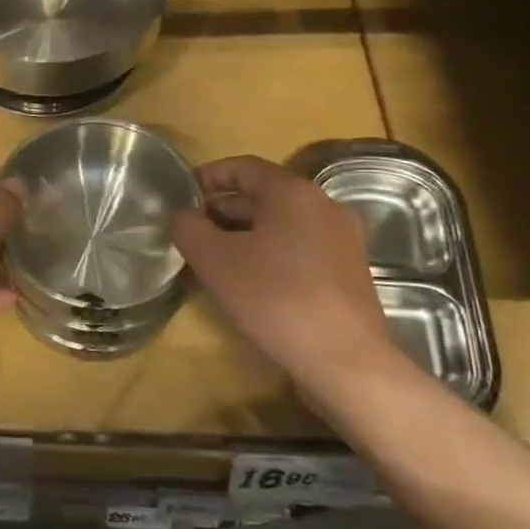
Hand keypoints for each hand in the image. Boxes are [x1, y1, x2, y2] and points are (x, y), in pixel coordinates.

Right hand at [171, 157, 396, 387]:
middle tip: (190, 230)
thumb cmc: (275, 297)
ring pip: (281, 225)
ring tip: (211, 258)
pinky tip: (247, 282)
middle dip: (223, 209)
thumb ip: (189, 228)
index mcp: (294, 192)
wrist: (345, 361)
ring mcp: (341, 242)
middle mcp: (324, 207)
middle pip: (263, 195)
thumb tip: (184, 217)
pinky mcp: (347, 274)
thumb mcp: (214, 259)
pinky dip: (268, 254)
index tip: (181, 193)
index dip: (208, 175)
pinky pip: (298, 250)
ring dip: (243, 235)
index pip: (243, 167)